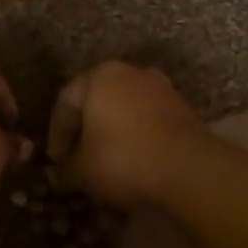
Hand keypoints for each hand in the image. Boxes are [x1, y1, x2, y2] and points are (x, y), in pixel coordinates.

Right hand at [48, 61, 206, 207]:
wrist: (191, 170)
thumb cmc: (124, 159)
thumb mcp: (82, 171)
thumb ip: (66, 169)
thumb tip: (62, 174)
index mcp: (99, 76)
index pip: (66, 102)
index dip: (57, 134)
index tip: (56, 162)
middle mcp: (130, 73)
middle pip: (97, 104)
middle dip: (86, 134)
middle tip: (79, 161)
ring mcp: (161, 89)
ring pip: (125, 114)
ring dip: (113, 138)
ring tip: (107, 168)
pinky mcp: (183, 110)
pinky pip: (149, 124)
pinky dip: (138, 142)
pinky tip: (135, 167)